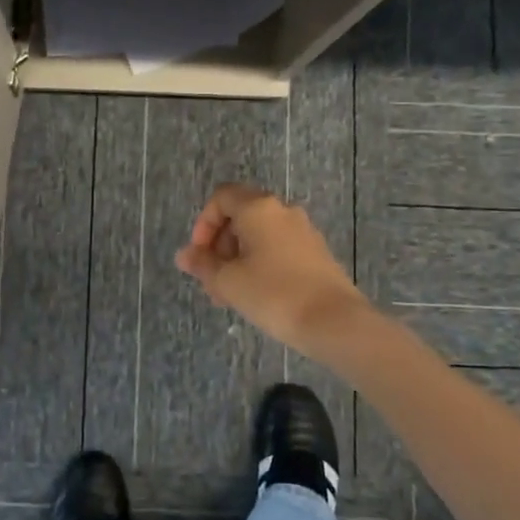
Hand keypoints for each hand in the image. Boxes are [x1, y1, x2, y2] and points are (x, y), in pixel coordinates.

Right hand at [174, 183, 370, 356]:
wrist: (334, 322)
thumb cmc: (273, 294)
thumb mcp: (228, 281)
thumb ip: (202, 265)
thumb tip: (184, 255)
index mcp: (258, 208)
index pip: (221, 197)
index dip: (203, 223)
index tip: (200, 256)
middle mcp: (282, 211)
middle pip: (240, 215)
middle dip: (219, 245)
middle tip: (212, 279)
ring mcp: (303, 231)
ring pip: (260, 235)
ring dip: (238, 258)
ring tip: (231, 294)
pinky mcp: (316, 252)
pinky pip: (279, 248)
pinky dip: (261, 263)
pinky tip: (257, 295)